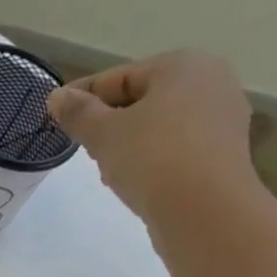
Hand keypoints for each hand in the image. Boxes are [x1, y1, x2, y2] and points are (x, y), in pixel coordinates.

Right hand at [47, 51, 258, 225]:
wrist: (204, 210)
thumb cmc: (152, 158)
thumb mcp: (103, 133)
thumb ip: (78, 113)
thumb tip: (57, 97)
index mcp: (182, 65)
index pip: (118, 77)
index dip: (81, 97)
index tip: (54, 117)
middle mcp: (210, 82)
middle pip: (141, 100)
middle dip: (107, 122)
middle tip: (81, 146)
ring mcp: (221, 119)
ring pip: (158, 126)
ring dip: (127, 143)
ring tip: (105, 168)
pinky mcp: (222, 154)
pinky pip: (174, 148)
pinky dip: (150, 159)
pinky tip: (133, 181)